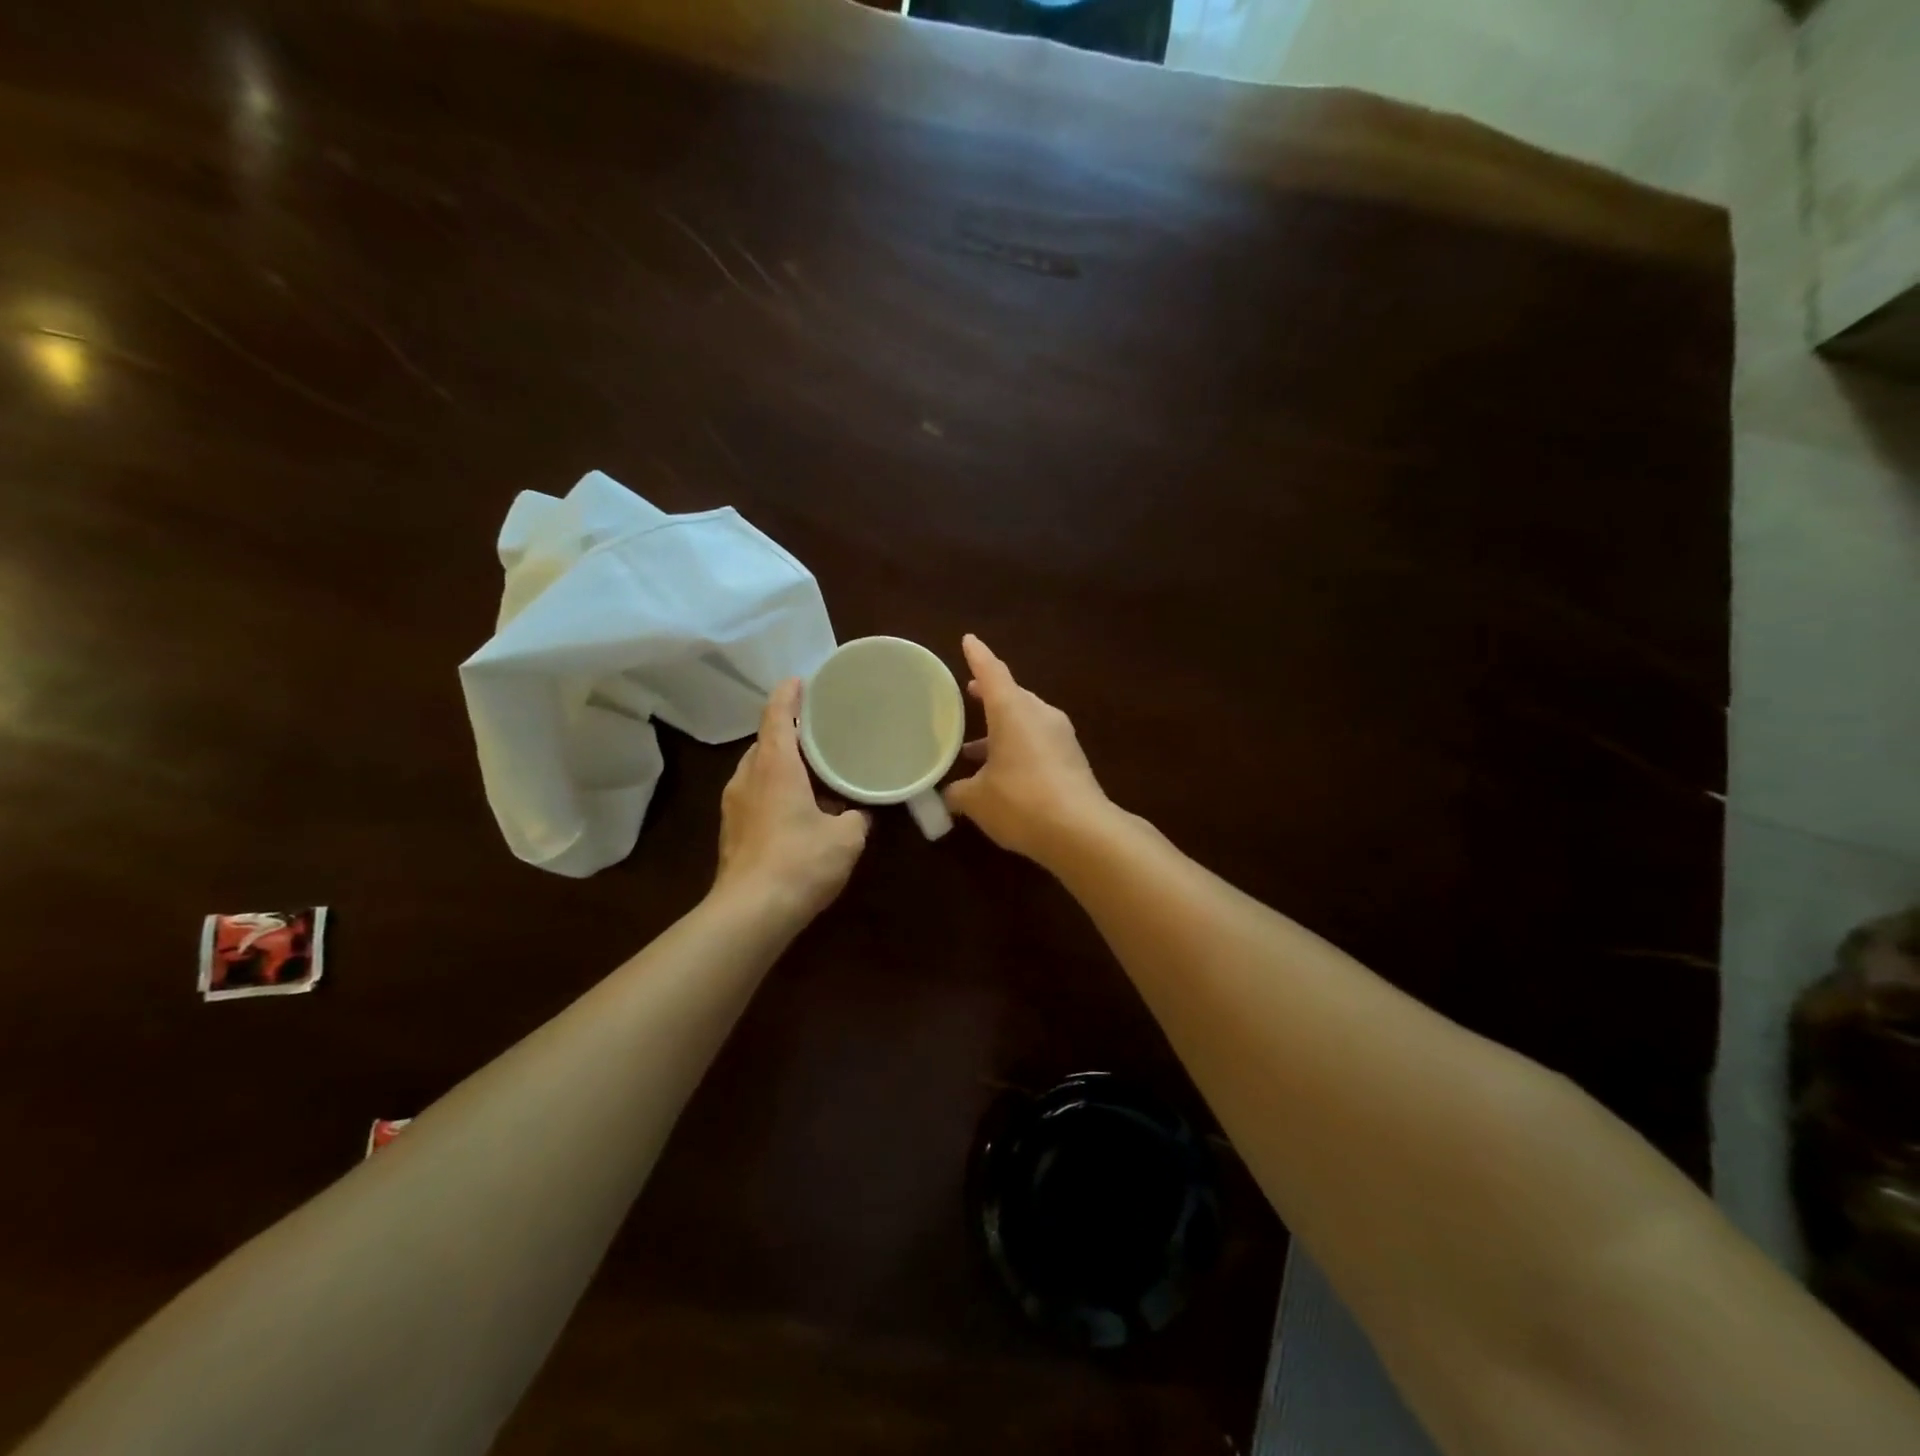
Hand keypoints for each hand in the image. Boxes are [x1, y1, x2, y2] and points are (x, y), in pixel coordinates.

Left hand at [715, 679, 869, 920]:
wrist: (750, 913)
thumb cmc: (800, 862)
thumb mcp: (846, 837)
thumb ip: (856, 816)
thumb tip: (859, 814)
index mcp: (774, 766)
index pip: (776, 716)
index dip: (788, 695)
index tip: (801, 680)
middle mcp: (748, 778)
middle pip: (764, 742)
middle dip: (787, 732)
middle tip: (818, 730)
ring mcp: (734, 806)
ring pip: (757, 770)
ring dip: (780, 764)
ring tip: (811, 769)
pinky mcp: (731, 832)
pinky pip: (754, 795)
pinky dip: (773, 790)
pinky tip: (797, 809)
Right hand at [943, 635, 1112, 863]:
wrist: (1082, 832)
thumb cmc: (1021, 802)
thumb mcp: (977, 800)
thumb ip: (958, 792)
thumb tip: (949, 795)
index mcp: (1013, 710)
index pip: (992, 672)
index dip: (978, 656)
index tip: (969, 640)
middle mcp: (1039, 715)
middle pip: (1012, 696)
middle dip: (989, 695)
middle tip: (969, 694)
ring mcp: (1060, 737)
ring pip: (1025, 721)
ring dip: (1002, 729)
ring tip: (974, 747)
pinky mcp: (1072, 760)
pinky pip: (1038, 742)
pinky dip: (1018, 748)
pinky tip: (1002, 773)